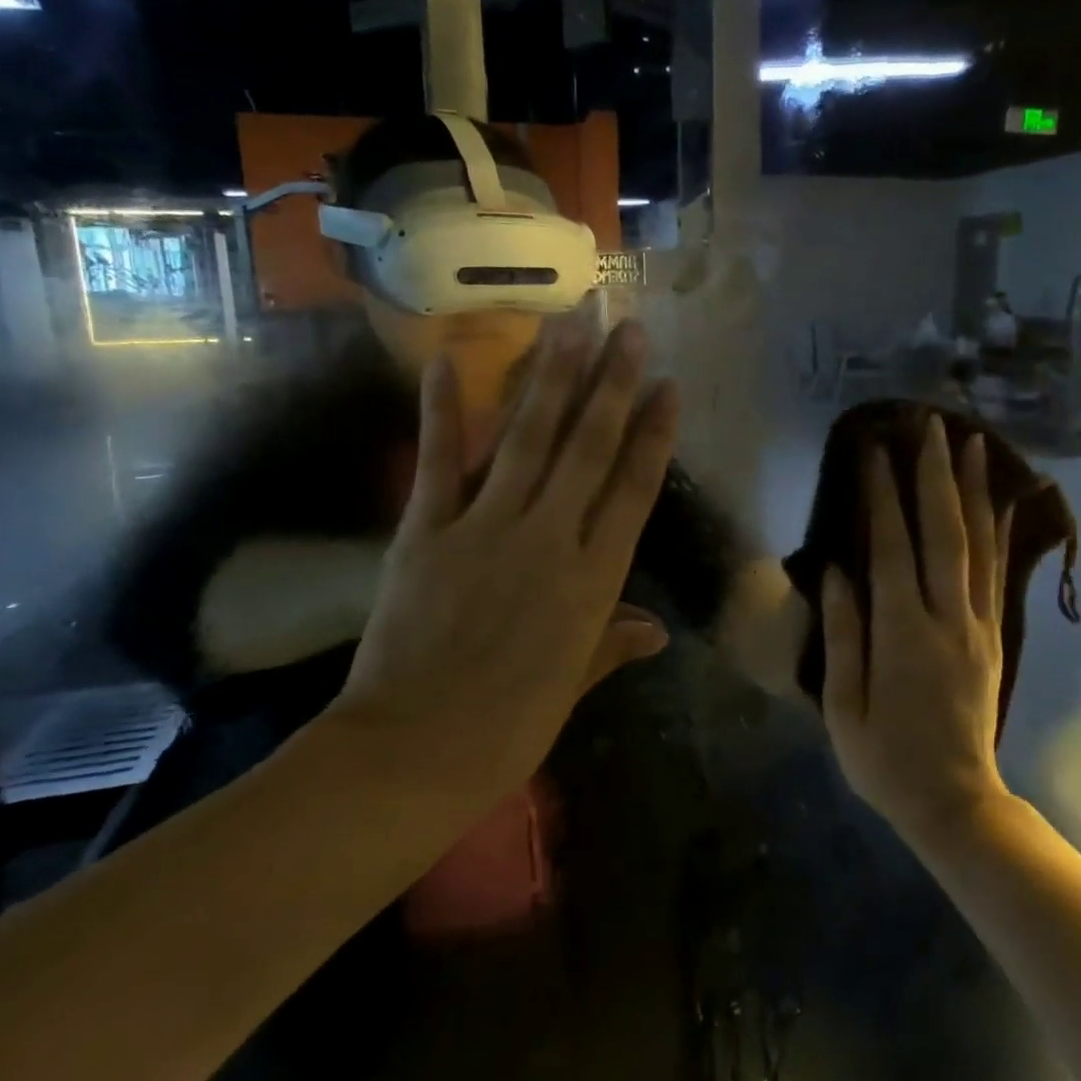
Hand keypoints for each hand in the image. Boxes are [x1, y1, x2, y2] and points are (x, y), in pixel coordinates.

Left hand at [328, 319, 678, 809]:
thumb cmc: (507, 729)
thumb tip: (658, 631)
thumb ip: (613, 644)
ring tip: (569, 326)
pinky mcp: (428, 530)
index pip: (634, 490)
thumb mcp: (572, 686)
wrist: (413, 754)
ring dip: (551, 379)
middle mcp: (550, 539)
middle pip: (589, 448)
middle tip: (627, 329)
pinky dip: (443, 409)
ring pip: (528, 439)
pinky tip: (449, 360)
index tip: (667, 387)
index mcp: (593, 580)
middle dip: (612, 384)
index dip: (654, 434)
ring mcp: (487, 528)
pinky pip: (440, 460)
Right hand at [820, 417, 1012, 844]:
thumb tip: (836, 571)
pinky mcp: (993, 637)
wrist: (956, 804)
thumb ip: (842, 635)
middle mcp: (947, 620)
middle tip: (930, 425)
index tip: (875, 451)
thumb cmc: (884, 760)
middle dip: (935, 475)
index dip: (883, 497)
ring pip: (978, 545)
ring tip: (970, 442)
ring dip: (971, 490)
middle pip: (943, 533)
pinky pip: (996, 573)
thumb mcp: (843, 707)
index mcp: (903, 636)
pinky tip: (999, 501)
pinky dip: (998, 531)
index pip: (892, 549)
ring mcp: (977, 626)